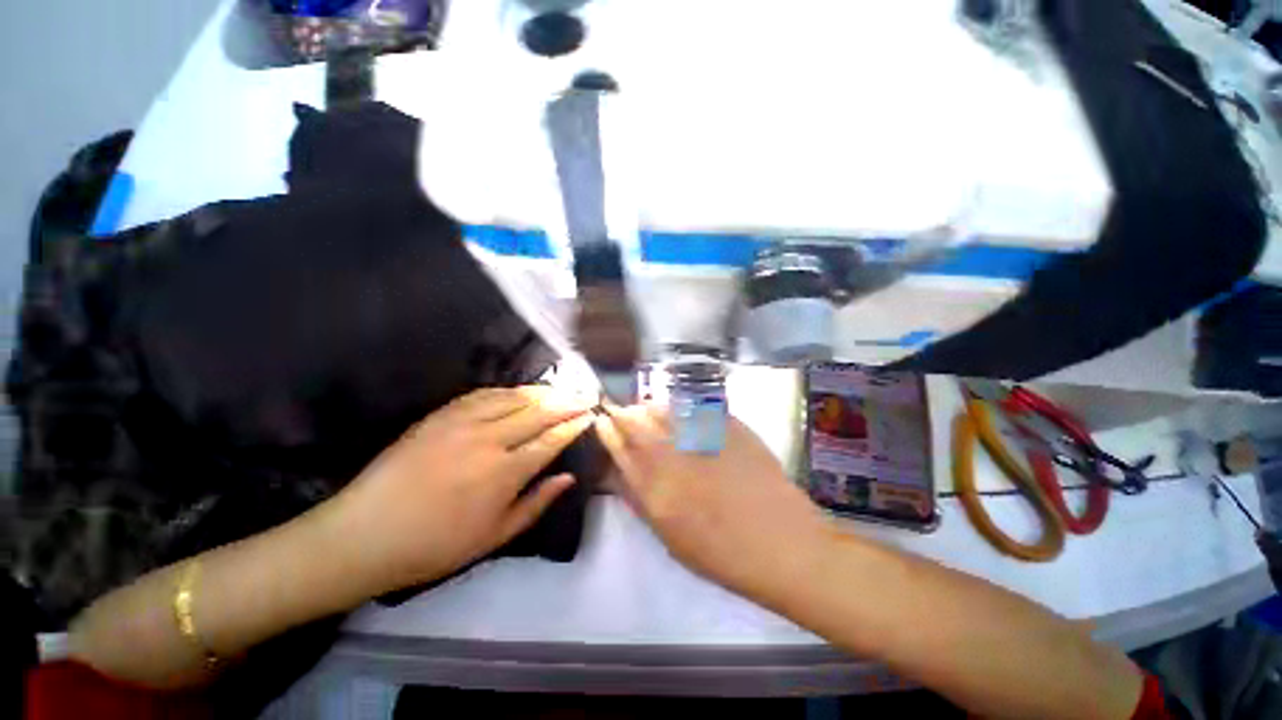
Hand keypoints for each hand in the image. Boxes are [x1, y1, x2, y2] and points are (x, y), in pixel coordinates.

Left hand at [328, 387, 593, 593]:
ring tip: (560, 389)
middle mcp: (489, 440)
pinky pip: (483, 394)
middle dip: (567, 402)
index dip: (574, 425)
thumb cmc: (435, 545)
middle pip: (538, 412)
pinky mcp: (441, 415)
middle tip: (585, 394)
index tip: (590, 415)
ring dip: (542, 391)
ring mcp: (463, 423)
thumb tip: (568, 477)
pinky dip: (508, 390)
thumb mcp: (495, 537)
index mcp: (504, 473)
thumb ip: (537, 503)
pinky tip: (519, 391)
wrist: (364, 534)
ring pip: (514, 398)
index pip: (551, 439)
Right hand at [596, 405, 831, 606]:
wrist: (781, 542)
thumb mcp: (671, 539)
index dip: (608, 434)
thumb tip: (621, 475)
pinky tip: (679, 409)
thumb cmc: (722, 554)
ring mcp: (702, 440)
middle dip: (623, 414)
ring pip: (664, 412)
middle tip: (619, 409)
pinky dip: (680, 406)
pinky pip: (695, 409)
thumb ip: (642, 502)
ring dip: (649, 407)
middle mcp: (673, 459)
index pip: (621, 453)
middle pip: (637, 426)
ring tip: (645, 406)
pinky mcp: (728, 428)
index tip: (602, 421)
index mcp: (656, 492)